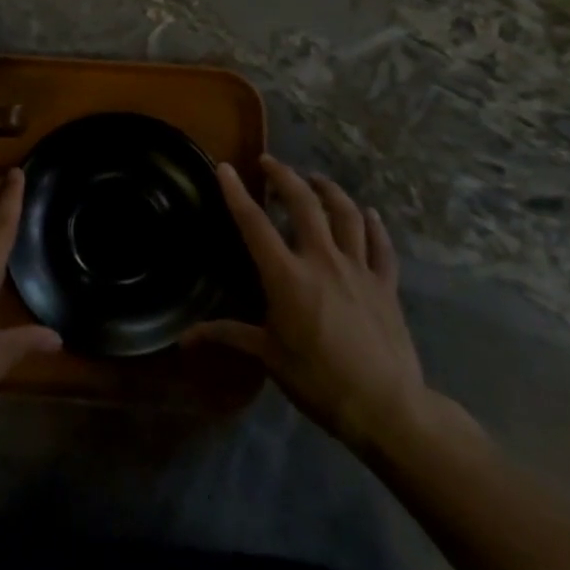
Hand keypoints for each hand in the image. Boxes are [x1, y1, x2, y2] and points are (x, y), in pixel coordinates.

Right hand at [187, 157, 434, 454]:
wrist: (386, 406)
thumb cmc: (318, 380)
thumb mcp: (268, 356)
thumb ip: (227, 336)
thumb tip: (183, 339)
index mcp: (286, 276)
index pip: (254, 224)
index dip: (237, 193)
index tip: (226, 167)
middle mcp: (322, 260)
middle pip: (303, 204)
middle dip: (284, 177)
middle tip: (270, 163)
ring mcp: (358, 269)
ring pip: (346, 214)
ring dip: (328, 190)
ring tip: (315, 179)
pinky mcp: (386, 284)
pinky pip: (380, 245)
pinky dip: (374, 225)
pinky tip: (369, 213)